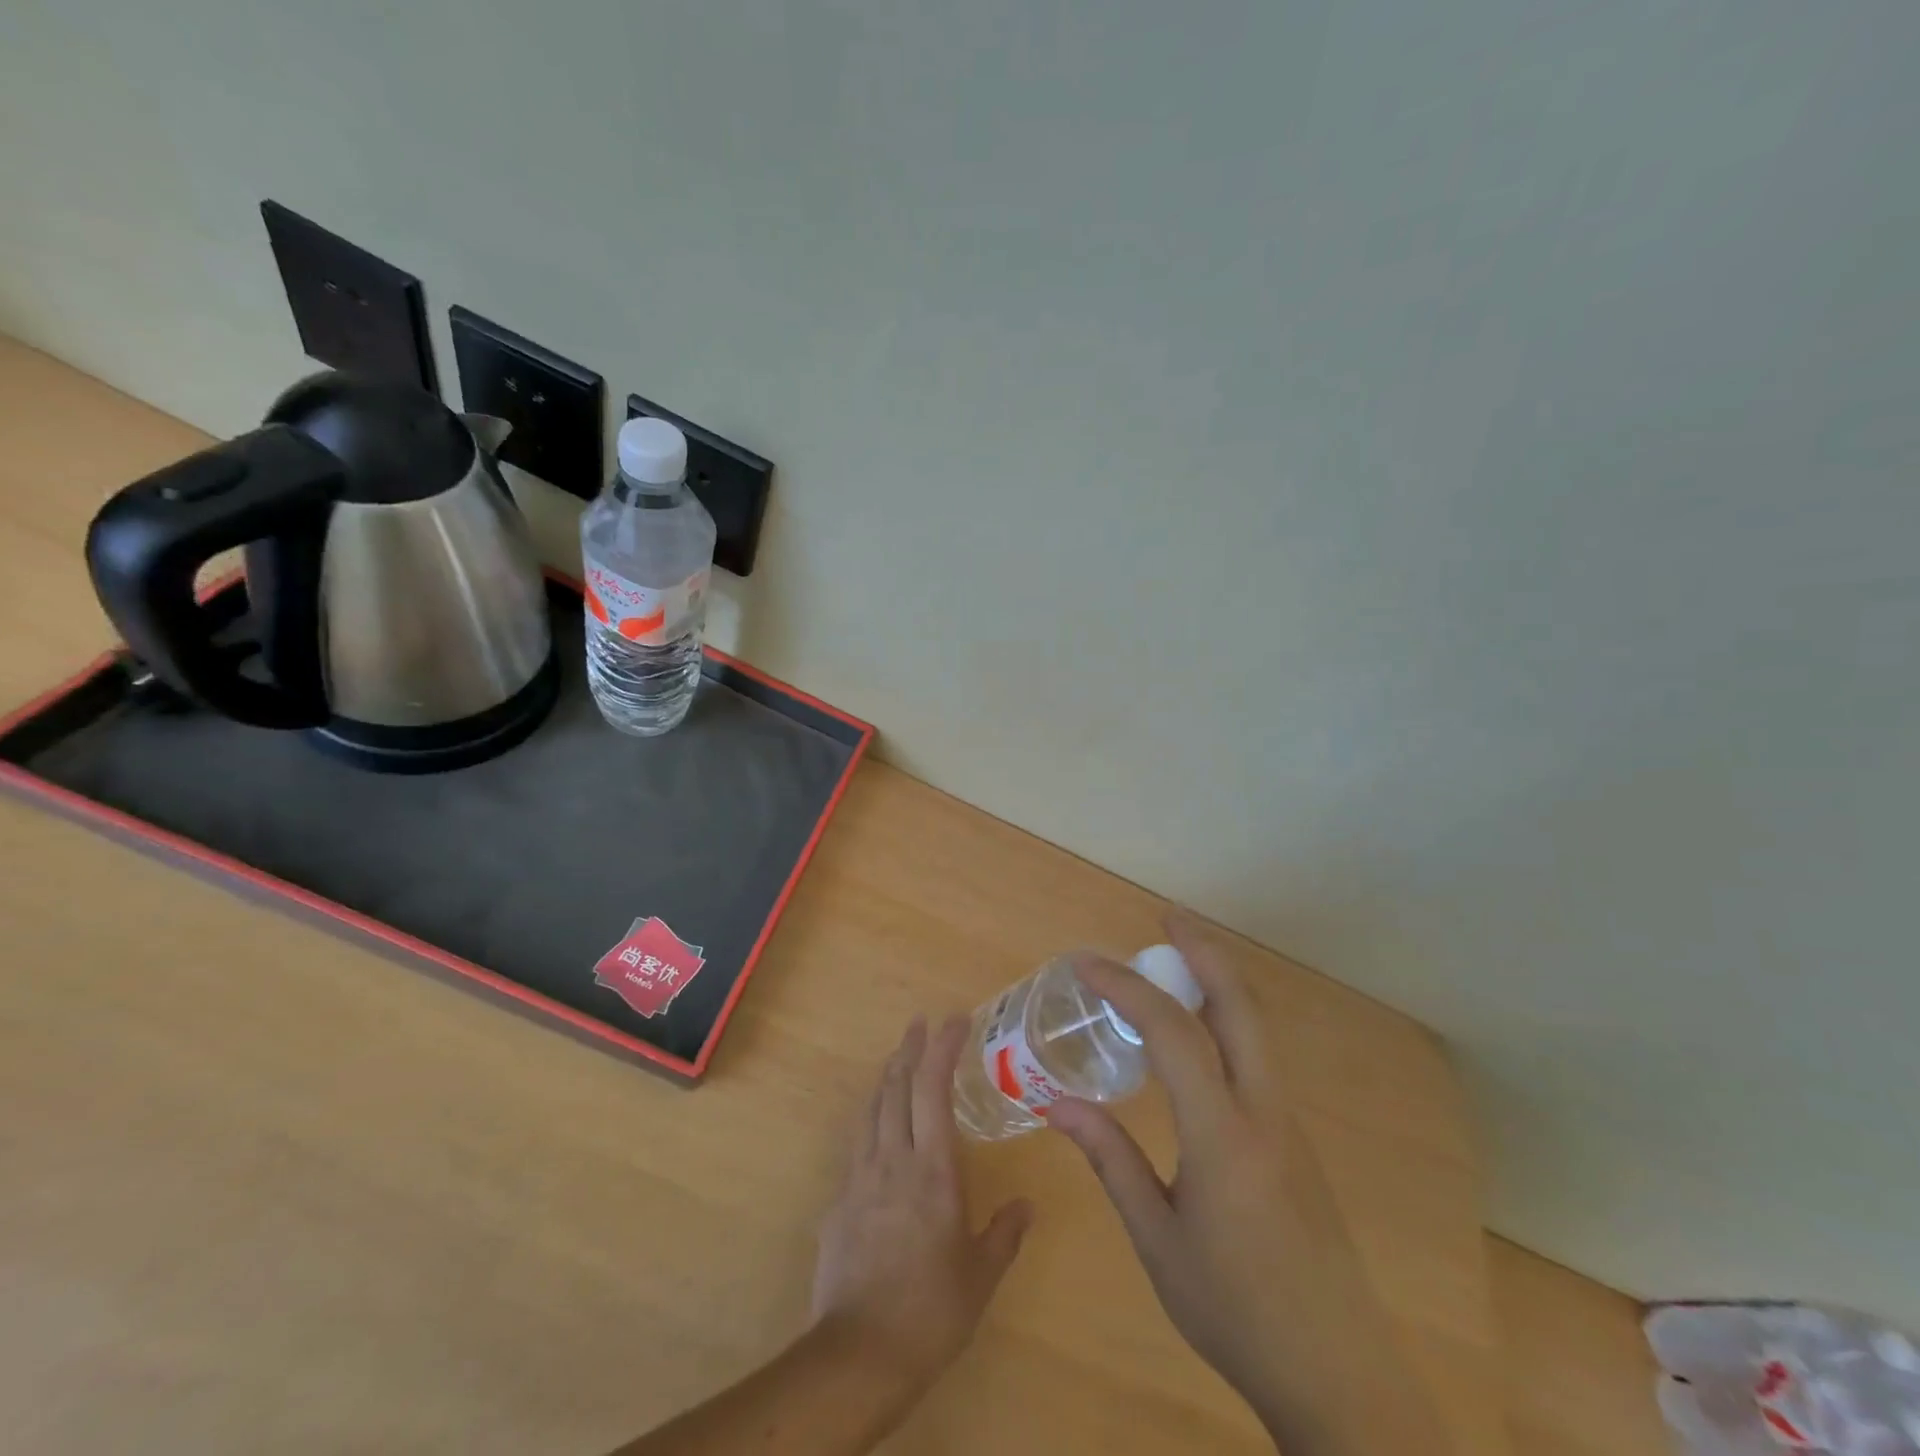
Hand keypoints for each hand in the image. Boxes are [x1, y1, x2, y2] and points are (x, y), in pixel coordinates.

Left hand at [812, 1016, 1033, 1399]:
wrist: (859, 1354)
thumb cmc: (932, 1310)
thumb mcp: (981, 1275)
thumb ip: (1004, 1233)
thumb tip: (1027, 1205)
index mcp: (933, 1168)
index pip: (933, 1088)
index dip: (943, 1047)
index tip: (955, 1020)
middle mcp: (893, 1159)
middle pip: (896, 1086)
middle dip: (910, 1048)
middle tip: (921, 1022)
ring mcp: (860, 1177)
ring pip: (871, 1109)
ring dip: (887, 1076)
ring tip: (898, 1059)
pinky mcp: (839, 1202)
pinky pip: (857, 1145)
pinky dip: (871, 1120)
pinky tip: (878, 1130)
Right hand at [1049, 916, 1445, 1453]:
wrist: (1340, 1378)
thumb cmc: (1235, 1312)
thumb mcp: (1157, 1239)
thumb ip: (1110, 1159)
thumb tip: (1056, 1103)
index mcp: (1223, 1135)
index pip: (1172, 1033)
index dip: (1127, 988)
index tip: (1086, 964)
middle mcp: (1265, 1112)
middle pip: (1240, 1005)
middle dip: (1203, 950)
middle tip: (1165, 919)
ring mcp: (1289, 1123)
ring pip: (1255, 1028)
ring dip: (1217, 982)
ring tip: (1172, 963)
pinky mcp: (1297, 1141)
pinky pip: (1257, 1058)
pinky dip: (1224, 1022)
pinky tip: (1196, 1038)